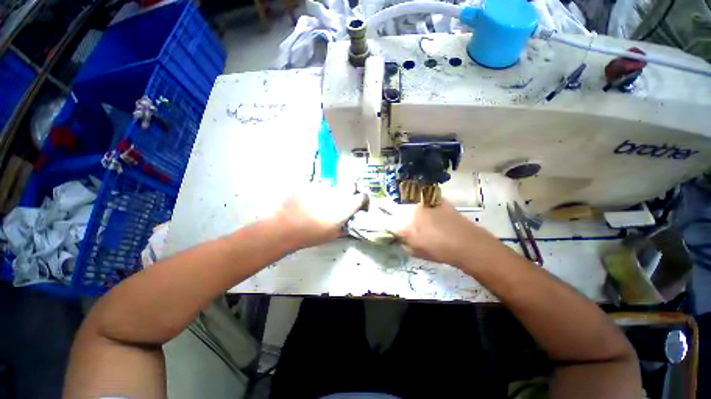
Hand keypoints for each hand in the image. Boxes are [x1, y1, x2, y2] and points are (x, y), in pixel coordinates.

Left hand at [272, 184, 365, 248]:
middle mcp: (337, 192)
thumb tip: (347, 224)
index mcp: (345, 206)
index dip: (363, 199)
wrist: (285, 227)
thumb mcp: (332, 235)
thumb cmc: (311, 234)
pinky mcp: (309, 182)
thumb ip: (343, 227)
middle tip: (342, 198)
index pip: (362, 196)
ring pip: (332, 184)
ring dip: (330, 190)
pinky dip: (315, 189)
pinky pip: (316, 183)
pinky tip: (308, 198)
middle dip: (350, 190)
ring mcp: (322, 185)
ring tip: (320, 200)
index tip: (360, 204)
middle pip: (350, 185)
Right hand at [386, 200, 498, 264]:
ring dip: (405, 205)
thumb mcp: (415, 252)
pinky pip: (422, 197)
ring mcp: (421, 202)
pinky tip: (428, 208)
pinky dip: (422, 201)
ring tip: (412, 211)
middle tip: (386, 209)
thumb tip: (399, 235)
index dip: (380, 219)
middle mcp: (408, 211)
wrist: (465, 242)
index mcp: (402, 226)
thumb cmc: (438, 251)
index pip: (383, 220)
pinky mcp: (433, 198)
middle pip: (391, 206)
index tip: (379, 218)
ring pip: (406, 201)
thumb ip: (402, 242)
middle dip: (386, 208)